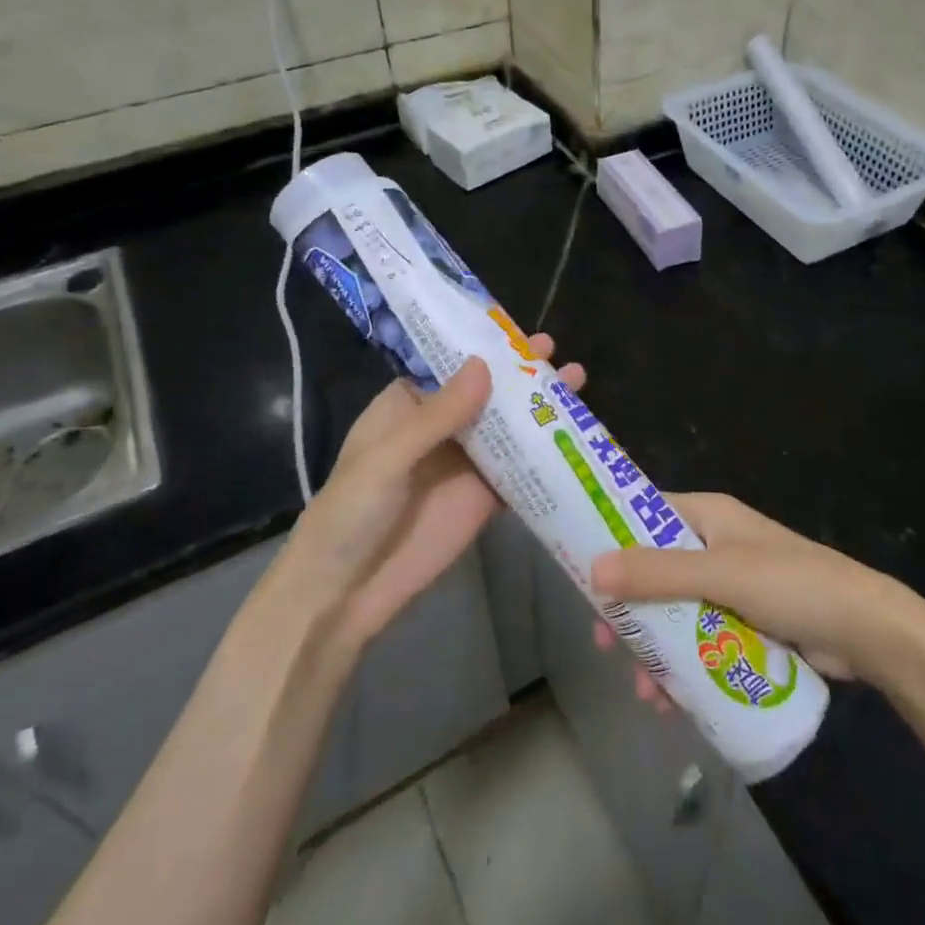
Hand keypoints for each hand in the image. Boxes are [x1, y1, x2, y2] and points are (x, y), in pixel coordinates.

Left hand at [280, 335, 584, 656]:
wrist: (346, 593)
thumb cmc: (351, 512)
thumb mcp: (387, 457)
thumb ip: (437, 415)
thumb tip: (485, 365)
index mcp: (408, 407)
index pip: (450, 366)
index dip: (484, 347)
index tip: (519, 331)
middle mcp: (441, 429)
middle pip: (487, 393)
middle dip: (521, 373)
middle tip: (557, 351)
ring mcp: (466, 464)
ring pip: (509, 428)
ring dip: (540, 407)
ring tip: (578, 382)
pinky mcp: (485, 499)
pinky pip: (520, 471)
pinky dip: (546, 455)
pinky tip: (578, 436)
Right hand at [591, 493, 911, 683]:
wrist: (867, 631)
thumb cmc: (792, 585)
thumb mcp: (721, 574)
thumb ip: (659, 573)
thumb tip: (593, 569)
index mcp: (708, 516)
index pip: (645, 513)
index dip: (612, 536)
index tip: (580, 570)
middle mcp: (715, 544)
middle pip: (655, 570)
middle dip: (631, 608)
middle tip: (606, 642)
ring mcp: (731, 586)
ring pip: (676, 610)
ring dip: (656, 646)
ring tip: (645, 690)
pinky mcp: (745, 622)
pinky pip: (701, 638)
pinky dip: (683, 663)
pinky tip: (672, 699)